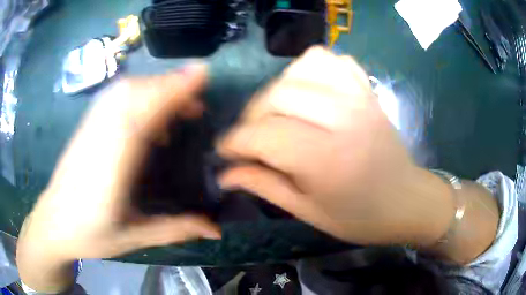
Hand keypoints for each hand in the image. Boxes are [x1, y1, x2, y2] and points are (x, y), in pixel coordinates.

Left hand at [17, 64, 220, 291]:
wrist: (54, 223)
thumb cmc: (90, 234)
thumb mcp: (133, 238)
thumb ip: (175, 229)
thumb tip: (216, 230)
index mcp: (110, 165)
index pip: (141, 115)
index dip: (170, 91)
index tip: (201, 74)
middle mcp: (99, 136)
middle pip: (134, 93)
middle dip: (169, 86)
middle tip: (197, 101)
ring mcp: (90, 126)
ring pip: (124, 90)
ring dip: (155, 87)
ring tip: (178, 103)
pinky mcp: (86, 124)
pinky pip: (114, 97)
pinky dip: (138, 93)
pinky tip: (147, 113)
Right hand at [217, 47, 454, 246]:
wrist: (407, 201)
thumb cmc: (360, 217)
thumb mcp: (308, 211)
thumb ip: (264, 186)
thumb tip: (225, 174)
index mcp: (327, 159)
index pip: (264, 135)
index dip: (235, 142)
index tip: (223, 152)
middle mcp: (343, 118)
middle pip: (278, 95)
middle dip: (251, 117)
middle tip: (250, 138)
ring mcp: (359, 98)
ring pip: (301, 68)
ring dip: (279, 88)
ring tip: (277, 113)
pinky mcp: (367, 91)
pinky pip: (333, 60)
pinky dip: (311, 69)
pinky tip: (308, 91)